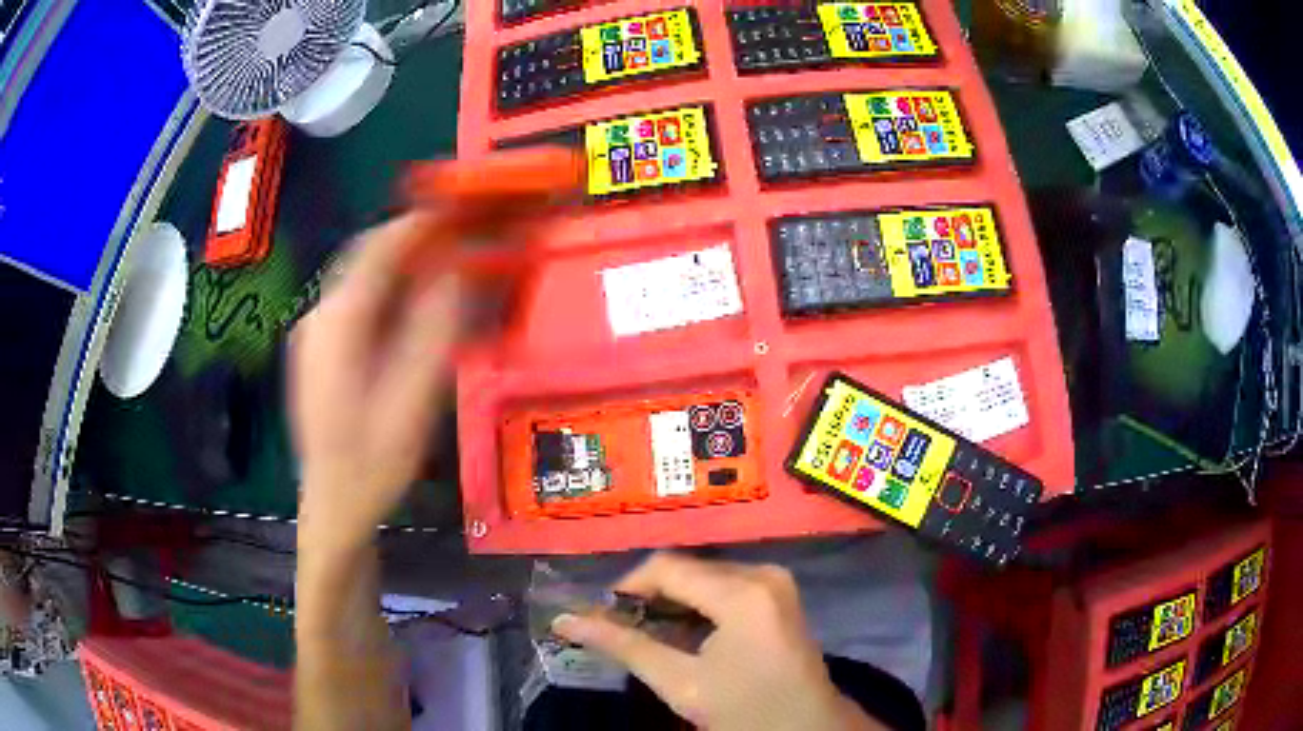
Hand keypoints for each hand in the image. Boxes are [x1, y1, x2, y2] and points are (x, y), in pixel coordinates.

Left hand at [290, 213, 459, 553]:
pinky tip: (414, 307)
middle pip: (368, 257)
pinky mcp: (319, 350)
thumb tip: (457, 270)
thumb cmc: (373, 462)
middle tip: (461, 234)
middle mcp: (319, 315)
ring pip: (363, 279)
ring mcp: (314, 333)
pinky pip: (358, 304)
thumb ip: (435, 328)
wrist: (334, 507)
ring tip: (446, 263)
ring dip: (403, 265)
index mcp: (338, 322)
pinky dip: (390, 292)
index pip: (379, 247)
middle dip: (414, 239)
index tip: (462, 207)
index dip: (421, 222)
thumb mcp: (414, 398)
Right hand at [552, 553, 881, 730]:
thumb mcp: (680, 682)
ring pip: (706, 577)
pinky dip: (699, 605)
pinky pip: (727, 586)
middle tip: (620, 628)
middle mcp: (763, 573)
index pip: (668, 568)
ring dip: (673, 601)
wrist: (806, 728)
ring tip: (647, 633)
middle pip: (688, 570)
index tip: (601, 615)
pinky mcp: (780, 595)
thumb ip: (623, 646)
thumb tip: (565, 620)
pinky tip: (684, 634)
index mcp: (743, 593)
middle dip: (650, 596)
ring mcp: (776, 582)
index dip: (627, 587)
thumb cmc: (744, 710)